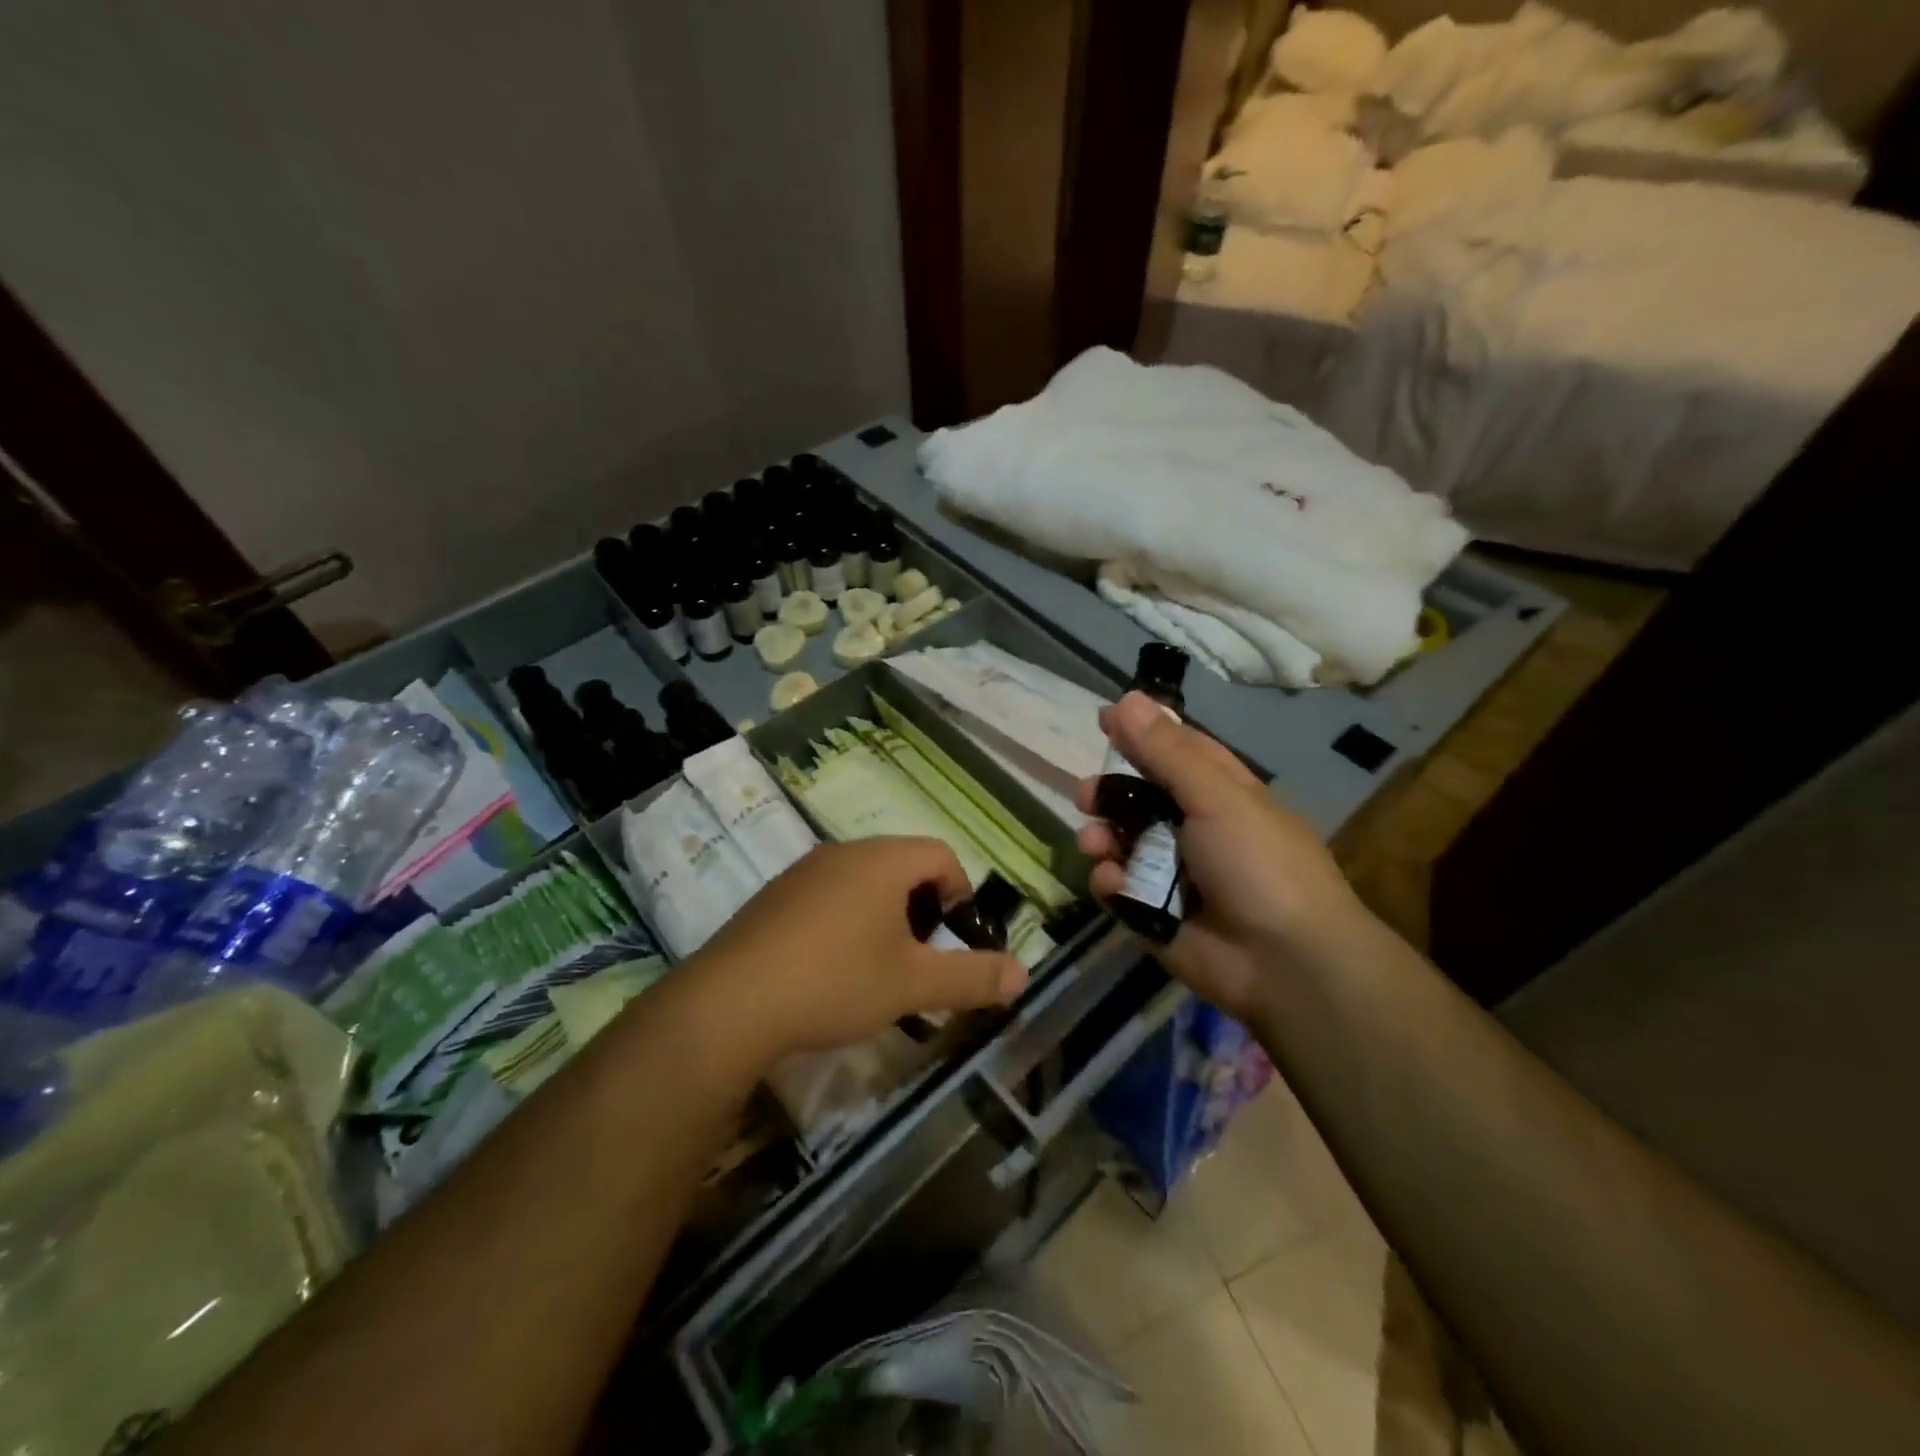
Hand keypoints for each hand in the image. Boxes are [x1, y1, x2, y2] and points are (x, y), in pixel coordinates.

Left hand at [680, 837, 1028, 1069]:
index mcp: (882, 860)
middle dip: (923, 908)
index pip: (941, 854)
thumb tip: (1023, 974)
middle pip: (903, 865)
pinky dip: (846, 922)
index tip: (957, 939)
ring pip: (863, 881)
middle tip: (921, 957)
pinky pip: (827, 896)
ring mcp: (802, 872)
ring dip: (884, 916)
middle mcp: (842, 852)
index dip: (961, 894)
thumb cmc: (835, 982)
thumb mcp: (913, 985)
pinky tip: (831, 970)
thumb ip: (972, 976)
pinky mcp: (773, 897)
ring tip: (879, 968)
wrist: (730, 1004)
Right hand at [1075, 692, 1365, 1019]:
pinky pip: (1119, 888)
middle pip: (1141, 799)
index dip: (1142, 734)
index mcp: (1221, 793)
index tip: (1103, 719)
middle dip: (1110, 794)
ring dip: (1103, 837)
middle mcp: (1197, 828)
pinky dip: (1110, 882)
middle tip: (1087, 795)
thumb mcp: (1216, 796)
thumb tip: (1128, 697)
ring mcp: (1174, 874)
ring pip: (1123, 843)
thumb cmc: (1257, 864)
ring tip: (1094, 842)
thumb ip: (1166, 751)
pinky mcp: (1155, 914)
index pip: (1176, 751)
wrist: (1285, 963)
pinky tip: (1113, 883)